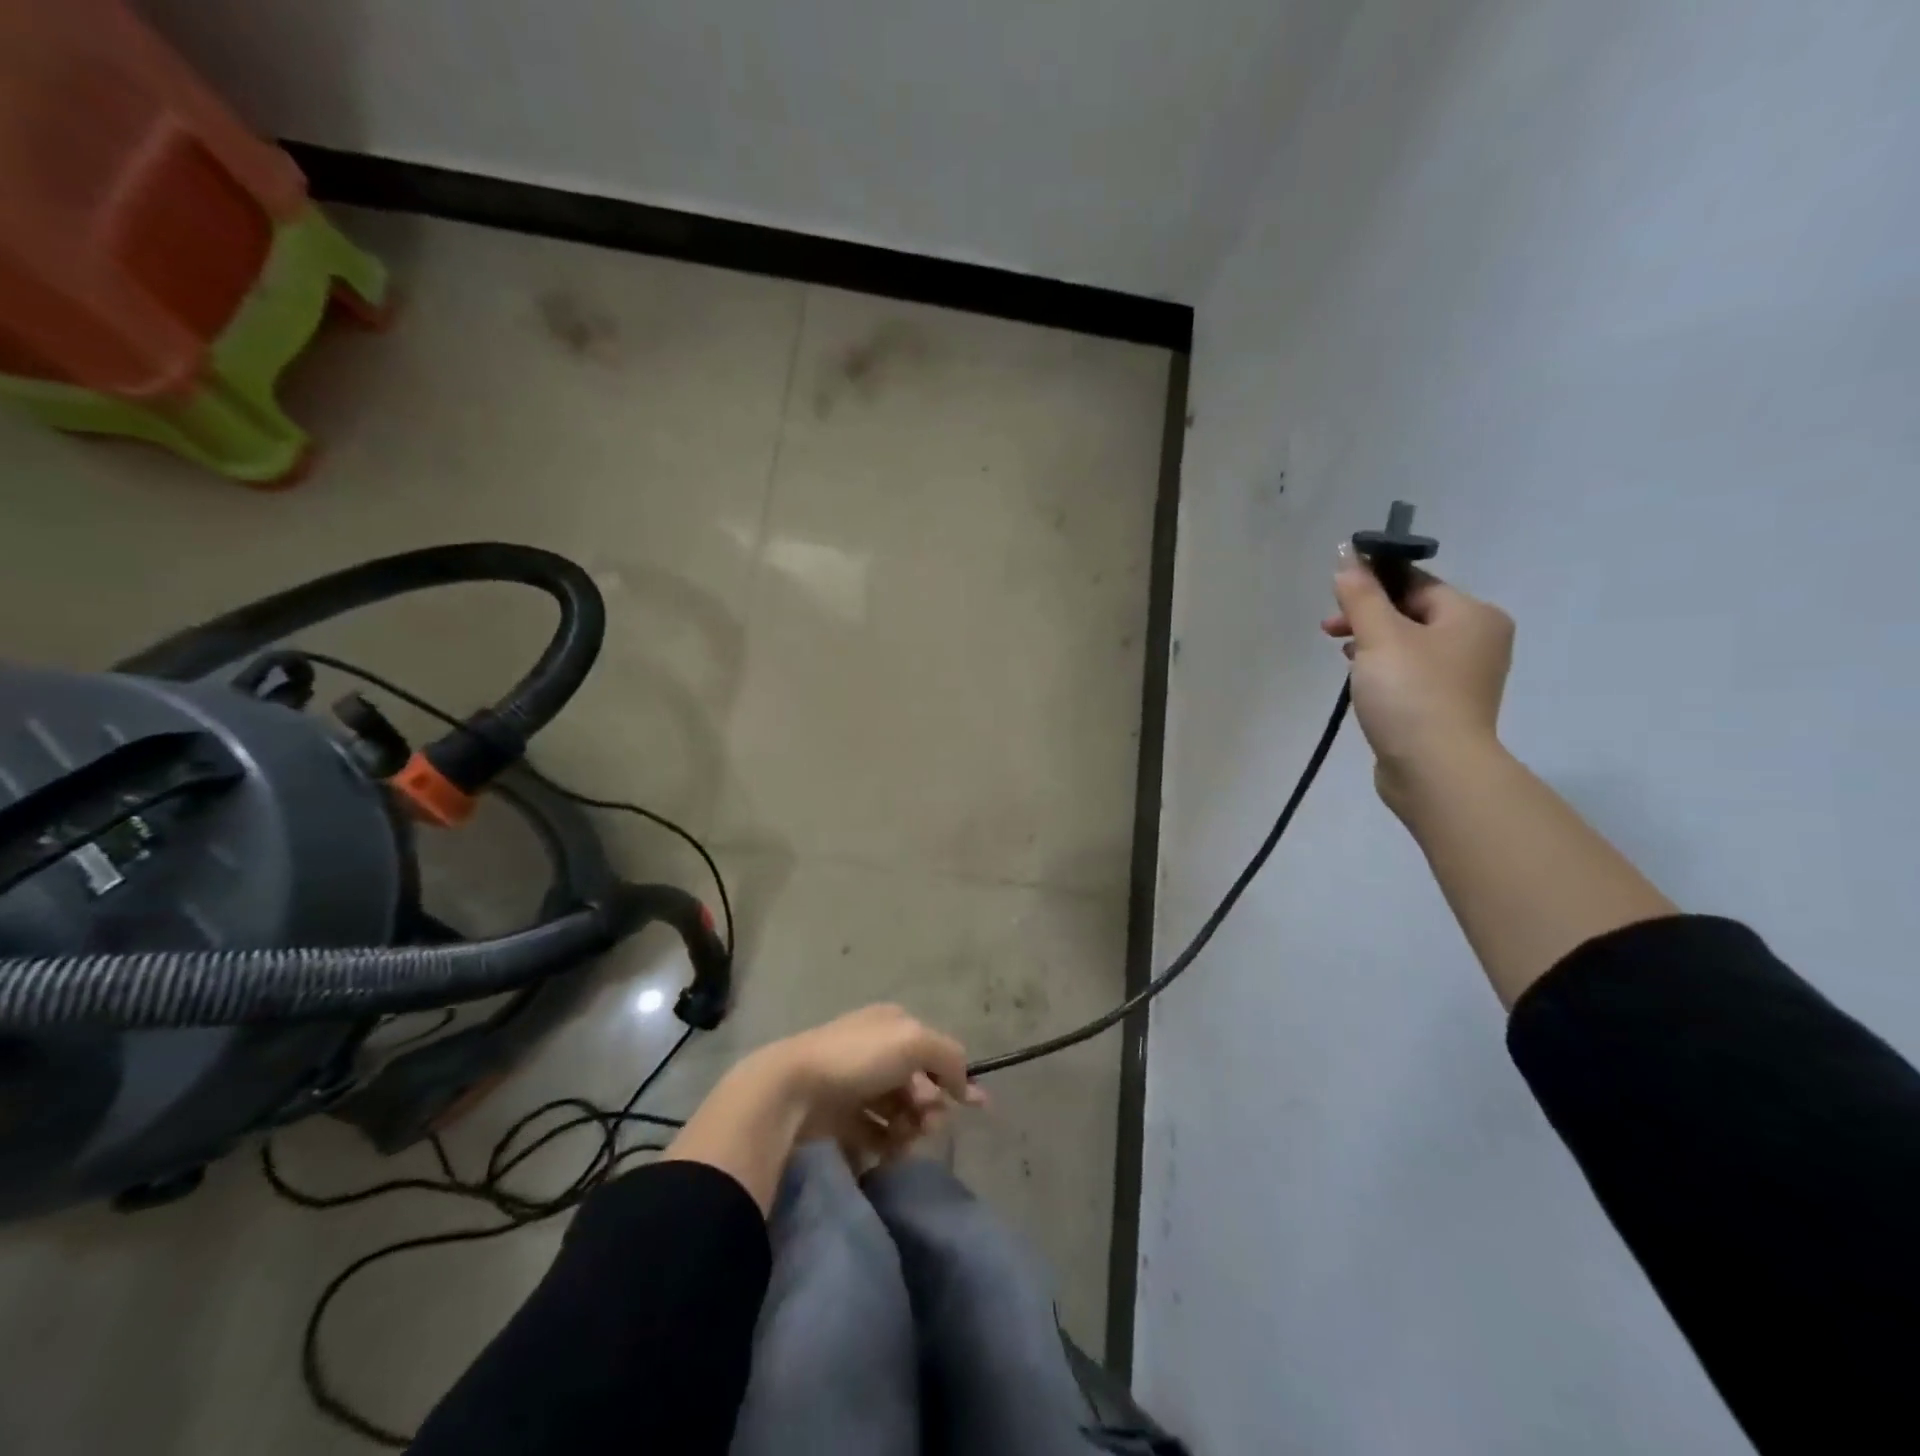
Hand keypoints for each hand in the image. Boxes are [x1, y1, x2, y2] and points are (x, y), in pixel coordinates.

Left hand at [749, 1005, 984, 1165]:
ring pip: (901, 1111)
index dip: (957, 1077)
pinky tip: (889, 1151)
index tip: (978, 1106)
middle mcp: (877, 1049)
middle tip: (925, 1122)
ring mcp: (857, 1084)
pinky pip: (877, 1134)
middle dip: (931, 1106)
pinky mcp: (841, 1118)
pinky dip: (889, 1143)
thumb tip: (965, 1083)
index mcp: (893, 1024)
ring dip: (912, 1128)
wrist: (793, 1089)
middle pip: (920, 1084)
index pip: (936, 1050)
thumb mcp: (914, 1042)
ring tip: (904, 1139)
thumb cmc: (857, 1058)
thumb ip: (949, 1056)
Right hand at [1321, 543, 1514, 808]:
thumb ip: (1360, 595)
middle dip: (1367, 617)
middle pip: (1412, 612)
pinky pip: (1412, 673)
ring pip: (1409, 644)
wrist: (1435, 769)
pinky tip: (1362, 684)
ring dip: (1372, 644)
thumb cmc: (1411, 693)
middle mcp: (1478, 640)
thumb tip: (1347, 556)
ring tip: (1344, 659)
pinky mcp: (1447, 705)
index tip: (1336, 598)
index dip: (1373, 584)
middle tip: (1329, 631)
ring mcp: (1465, 676)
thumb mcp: (1379, 636)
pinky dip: (1385, 671)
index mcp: (1473, 615)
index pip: (1416, 583)